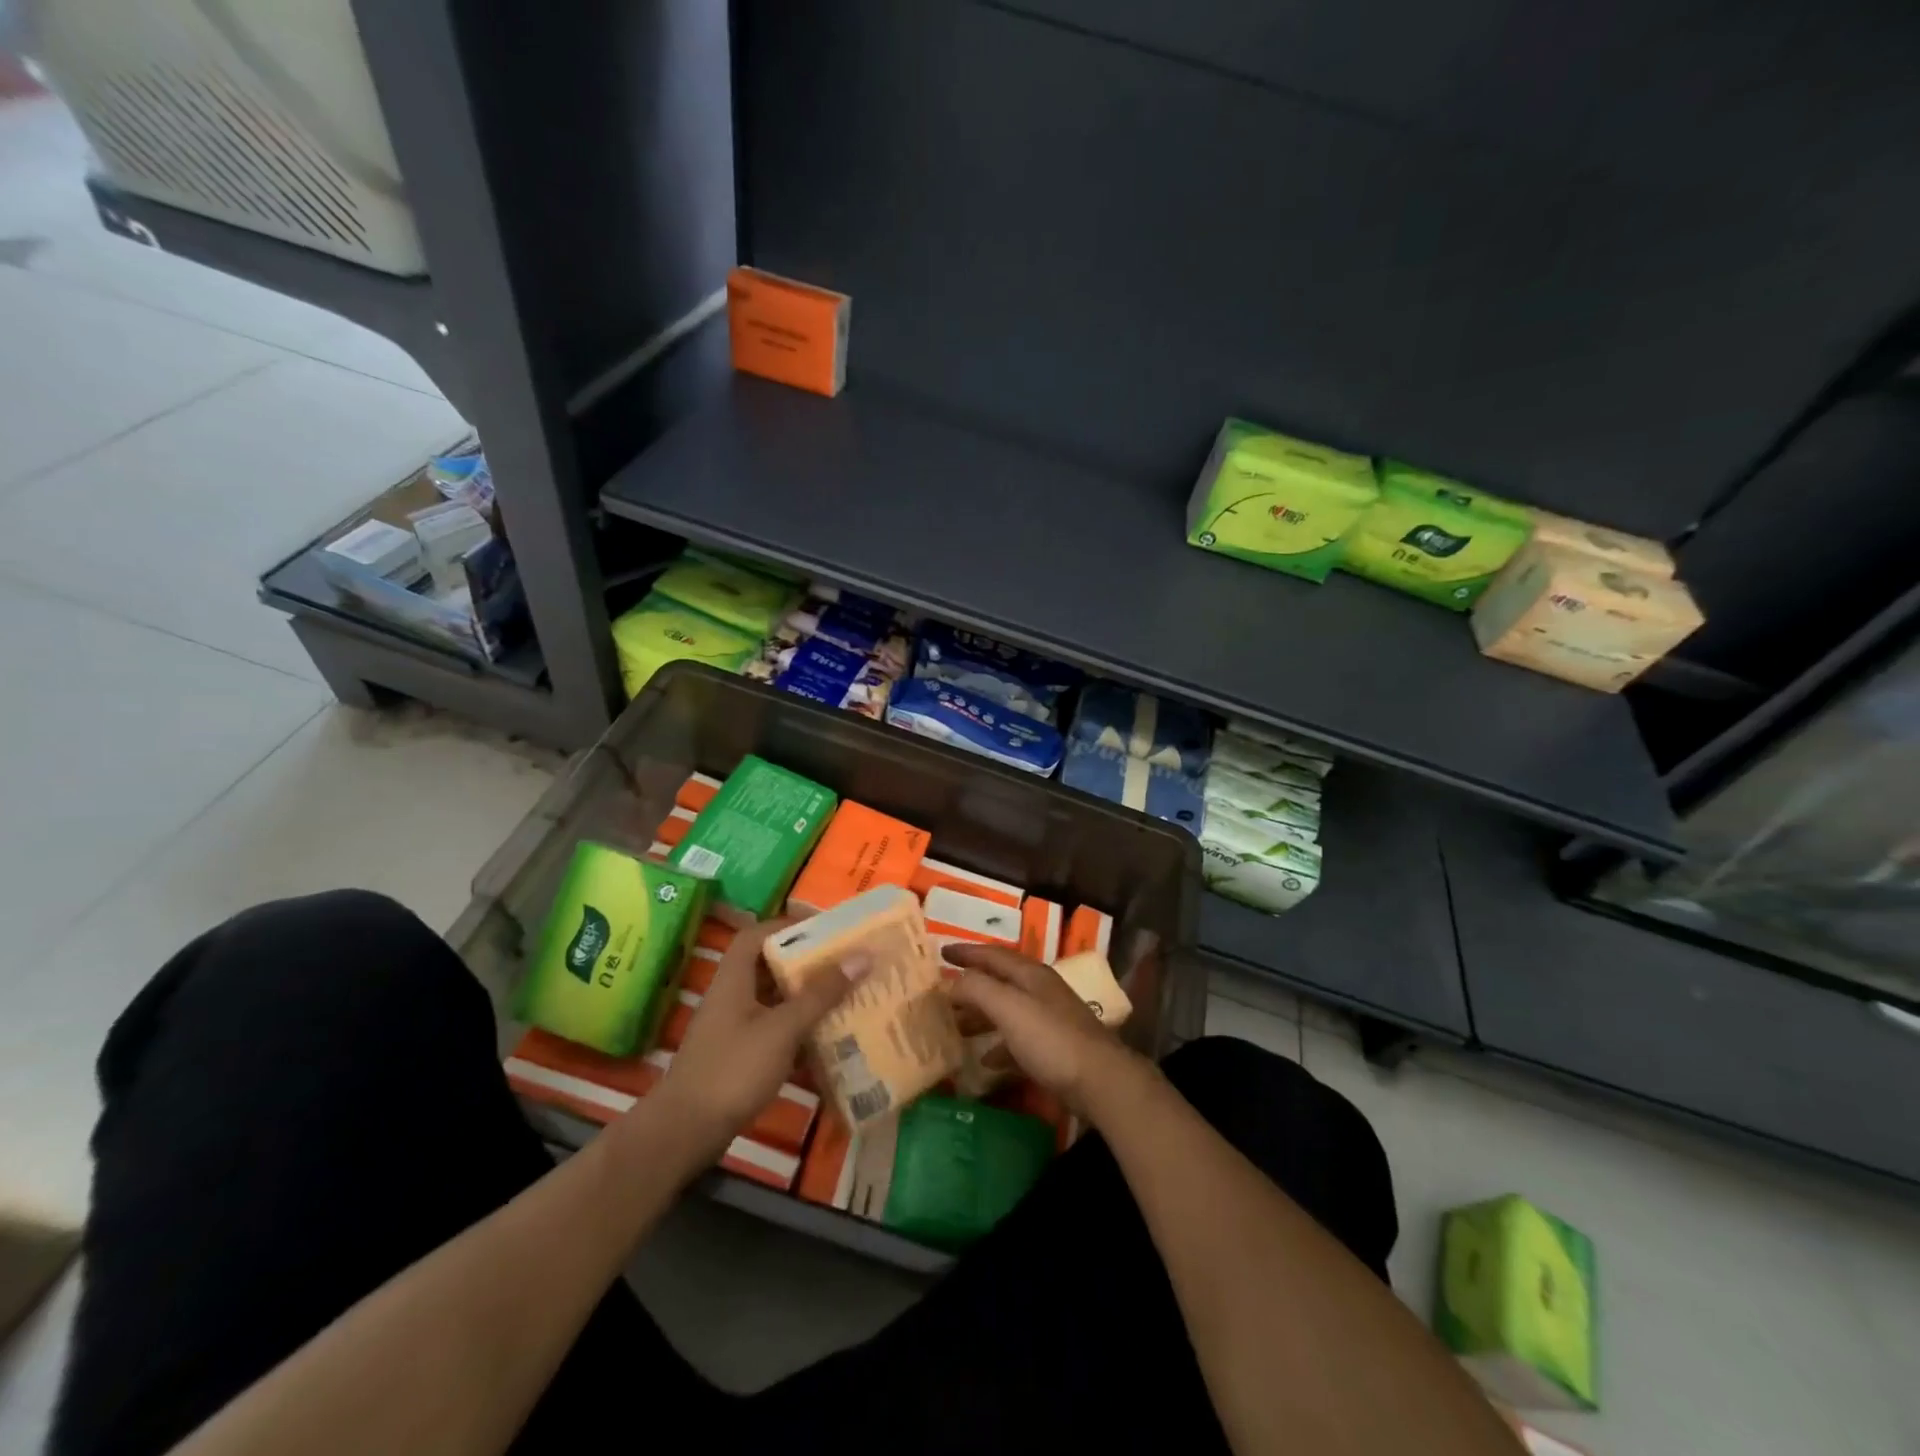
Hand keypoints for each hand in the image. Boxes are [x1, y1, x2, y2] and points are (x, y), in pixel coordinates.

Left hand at [656, 919, 859, 1151]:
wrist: (685, 1133)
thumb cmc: (733, 1070)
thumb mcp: (782, 1028)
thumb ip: (820, 994)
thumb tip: (861, 956)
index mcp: (734, 979)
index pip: (756, 935)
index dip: (787, 926)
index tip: (824, 929)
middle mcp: (731, 998)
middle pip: (768, 967)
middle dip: (805, 963)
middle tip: (843, 962)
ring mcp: (732, 1030)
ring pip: (773, 1001)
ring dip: (804, 998)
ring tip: (844, 995)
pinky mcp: (737, 1059)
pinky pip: (773, 1032)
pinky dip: (797, 1031)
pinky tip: (825, 1039)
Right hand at [944, 943, 1153, 1118]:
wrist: (1100, 1081)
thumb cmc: (1051, 1039)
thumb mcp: (1009, 1008)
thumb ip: (978, 989)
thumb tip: (951, 982)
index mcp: (1031, 975)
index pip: (993, 954)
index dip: (966, 952)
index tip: (941, 952)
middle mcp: (1041, 991)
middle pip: (1000, 982)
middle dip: (971, 986)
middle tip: (942, 994)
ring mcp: (1050, 1020)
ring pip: (1007, 1011)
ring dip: (981, 1016)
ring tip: (956, 1027)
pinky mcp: (1055, 1049)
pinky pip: (1018, 1040)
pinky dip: (999, 1045)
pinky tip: (985, 1061)